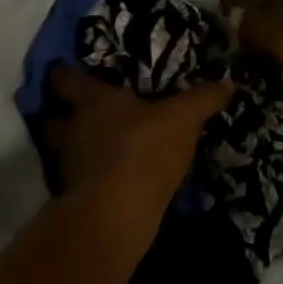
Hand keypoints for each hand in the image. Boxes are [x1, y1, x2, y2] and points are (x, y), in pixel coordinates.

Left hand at [45, 64, 231, 207]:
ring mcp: (69, 166)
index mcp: (93, 101)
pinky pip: (78, 180)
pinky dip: (88, 178)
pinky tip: (110, 178)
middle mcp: (73, 129)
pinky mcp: (74, 198)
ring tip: (98, 147)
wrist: (117, 215)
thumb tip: (228, 82)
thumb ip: (202, 99)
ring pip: (63, 150)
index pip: (65, 79)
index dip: (63, 73)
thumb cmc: (144, 149)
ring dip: (75, 148)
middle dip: (64, 115)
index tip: (63, 68)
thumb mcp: (183, 119)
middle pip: (54, 117)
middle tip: (83, 112)